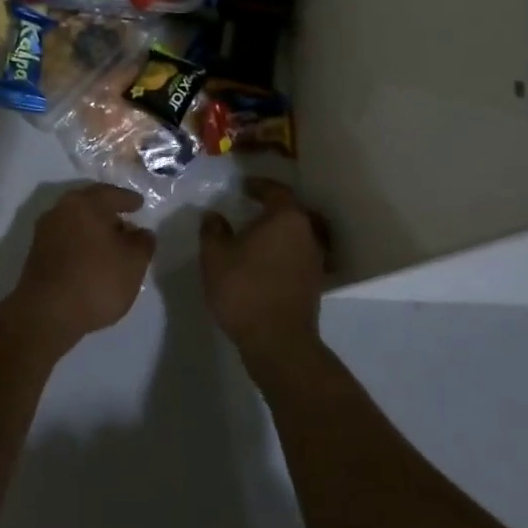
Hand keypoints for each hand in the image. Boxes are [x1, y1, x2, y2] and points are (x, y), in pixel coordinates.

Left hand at [10, 184, 155, 352]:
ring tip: (110, 243)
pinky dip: (80, 241)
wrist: (46, 313)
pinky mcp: (36, 251)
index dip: (128, 200)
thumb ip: (143, 242)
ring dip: (93, 227)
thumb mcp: (133, 263)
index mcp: (86, 203)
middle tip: (125, 220)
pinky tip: (90, 257)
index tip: (139, 204)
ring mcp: (45, 229)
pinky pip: (65, 237)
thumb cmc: (95, 281)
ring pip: (76, 220)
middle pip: (90, 204)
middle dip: (109, 211)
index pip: (112, 194)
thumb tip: (141, 232)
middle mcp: (62, 208)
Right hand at [200, 178, 329, 365]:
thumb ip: (213, 230)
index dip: (258, 185)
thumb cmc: (244, 289)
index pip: (275, 190)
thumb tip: (214, 216)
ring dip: (278, 230)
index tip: (242, 187)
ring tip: (254, 234)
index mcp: (286, 217)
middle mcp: (307, 232)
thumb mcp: (215, 256)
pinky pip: (297, 254)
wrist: (278, 342)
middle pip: (290, 210)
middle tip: (248, 206)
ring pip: (296, 233)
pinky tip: (265, 259)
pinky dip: (283, 251)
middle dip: (270, 206)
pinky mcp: (315, 282)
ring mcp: (315, 259)